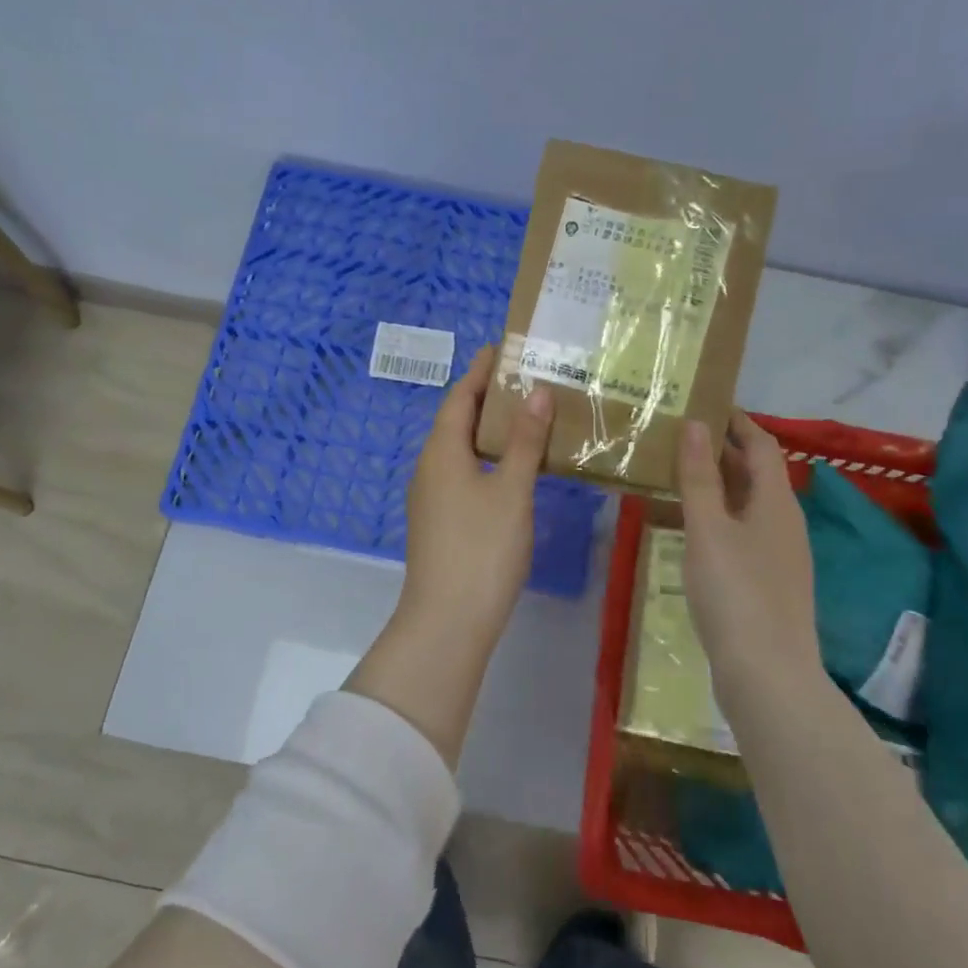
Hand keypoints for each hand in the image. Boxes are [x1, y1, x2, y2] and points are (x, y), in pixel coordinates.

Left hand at [392, 346, 554, 652]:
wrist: (448, 620)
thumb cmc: (482, 548)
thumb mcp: (512, 490)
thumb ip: (526, 441)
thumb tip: (537, 392)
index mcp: (441, 451)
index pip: (460, 396)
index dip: (481, 371)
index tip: (503, 348)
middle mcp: (429, 467)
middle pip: (458, 420)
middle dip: (488, 398)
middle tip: (526, 379)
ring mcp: (431, 497)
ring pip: (461, 449)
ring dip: (489, 430)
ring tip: (527, 417)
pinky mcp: (440, 521)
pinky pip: (463, 473)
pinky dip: (488, 459)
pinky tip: (514, 467)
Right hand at [676, 412, 819, 682]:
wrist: (768, 675)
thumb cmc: (736, 593)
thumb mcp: (709, 529)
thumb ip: (700, 476)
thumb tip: (697, 425)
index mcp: (776, 502)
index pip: (762, 445)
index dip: (737, 421)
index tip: (705, 404)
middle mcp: (785, 522)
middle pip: (758, 473)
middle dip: (724, 450)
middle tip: (681, 436)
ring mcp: (780, 554)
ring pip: (750, 503)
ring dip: (720, 483)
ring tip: (680, 474)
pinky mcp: (770, 581)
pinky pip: (745, 530)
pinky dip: (721, 515)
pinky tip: (695, 528)